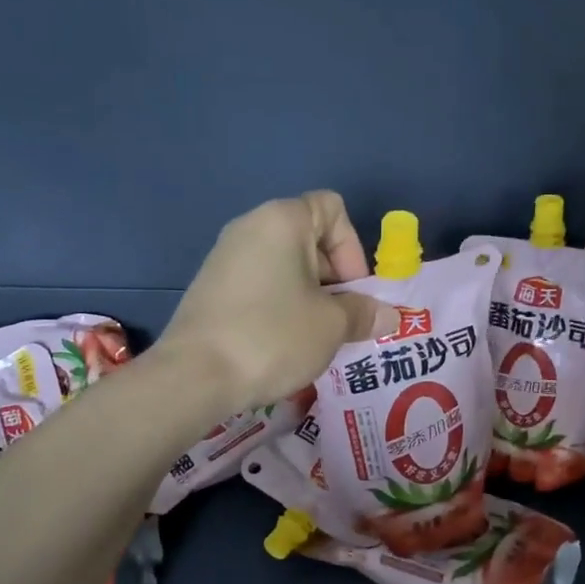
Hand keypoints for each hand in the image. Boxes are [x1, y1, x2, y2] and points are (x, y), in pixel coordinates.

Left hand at [157, 192, 391, 414]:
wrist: (194, 375)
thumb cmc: (273, 336)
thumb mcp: (332, 326)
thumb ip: (364, 313)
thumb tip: (390, 316)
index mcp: (282, 220)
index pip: (333, 209)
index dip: (353, 248)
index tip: (352, 292)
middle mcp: (250, 227)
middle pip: (309, 238)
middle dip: (334, 278)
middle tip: (340, 321)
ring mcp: (225, 257)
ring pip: (284, 266)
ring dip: (308, 297)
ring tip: (313, 338)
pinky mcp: (210, 287)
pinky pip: (259, 285)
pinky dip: (278, 306)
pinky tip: (280, 344)